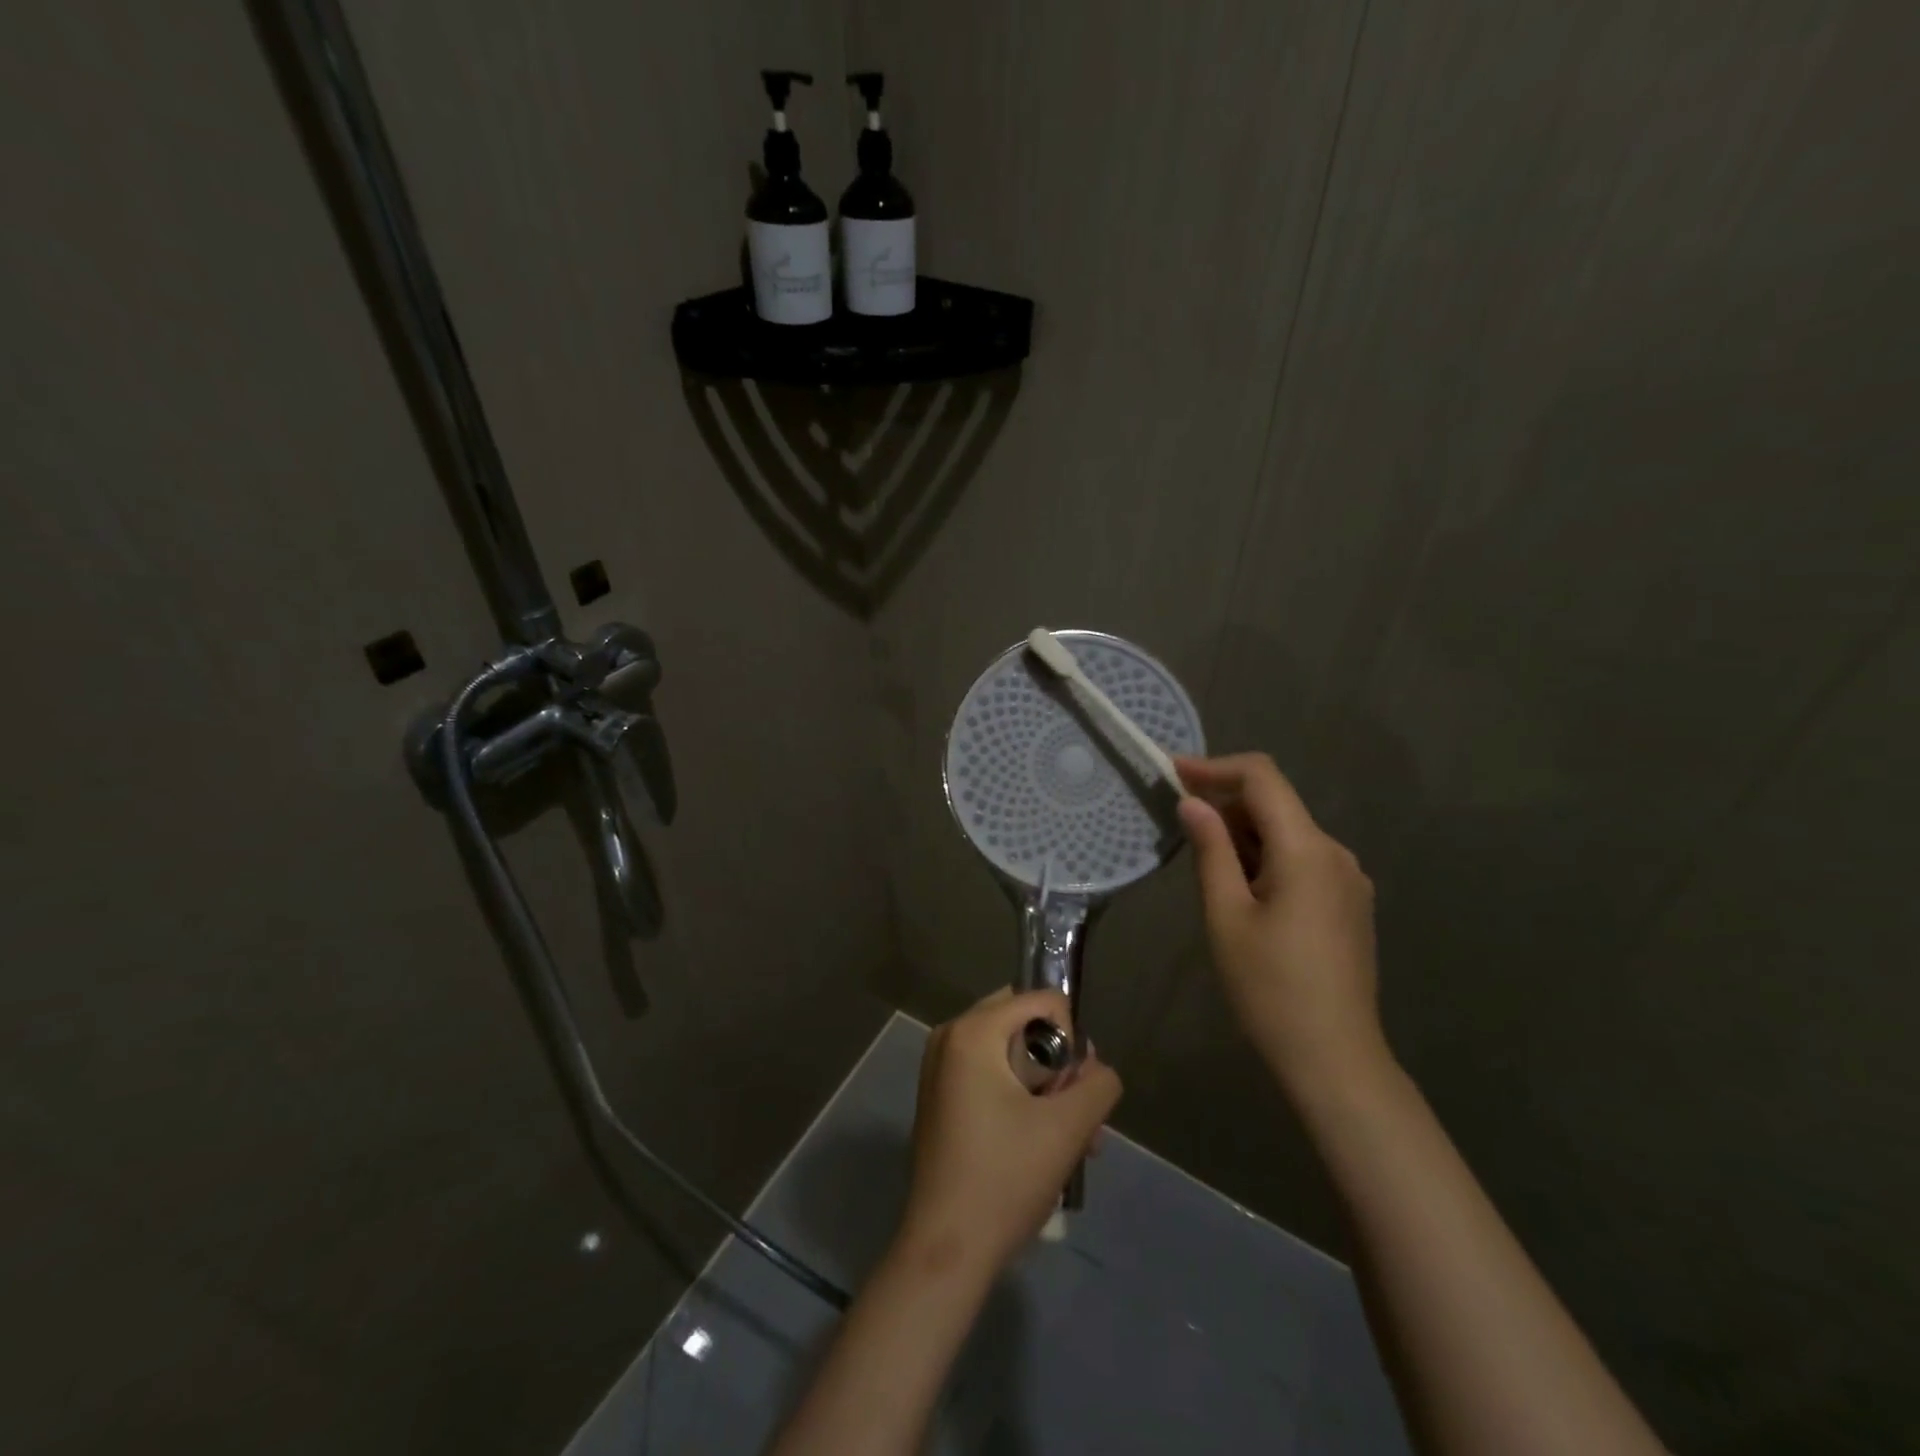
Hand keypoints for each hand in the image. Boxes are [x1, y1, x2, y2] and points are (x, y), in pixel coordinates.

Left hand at [899, 989, 1121, 1280]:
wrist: (946, 1249)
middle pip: (1025, 1025)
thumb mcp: (1068, 1128)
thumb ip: (1098, 1084)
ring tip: (1076, 1142)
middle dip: (1060, 1065)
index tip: (1075, 1089)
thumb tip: (1098, 1071)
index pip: (1042, 1001)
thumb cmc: (1005, 1178)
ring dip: (1047, 1089)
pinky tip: (1046, 1146)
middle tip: (1079, 1113)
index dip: (1072, 1039)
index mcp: (973, 1031)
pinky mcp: (941, 1097)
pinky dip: (1021, 1099)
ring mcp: (941, 1068)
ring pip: (1011, 1055)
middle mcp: (950, 1037)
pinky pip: (992, 1075)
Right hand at [1176, 753, 1388, 1096]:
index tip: (1173, 773)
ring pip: (1288, 833)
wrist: (1334, 1057)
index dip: (1215, 767)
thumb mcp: (1226, 915)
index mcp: (1307, 849)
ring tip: (1204, 860)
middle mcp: (1335, 853)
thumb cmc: (1270, 987)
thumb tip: (1193, 803)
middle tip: (1178, 821)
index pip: (1262, 778)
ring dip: (1244, 833)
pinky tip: (1241, 887)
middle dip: (1226, 803)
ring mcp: (1348, 879)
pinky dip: (1266, 857)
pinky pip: (1302, 860)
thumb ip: (1211, 850)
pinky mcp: (1349, 903)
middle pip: (1276, 804)